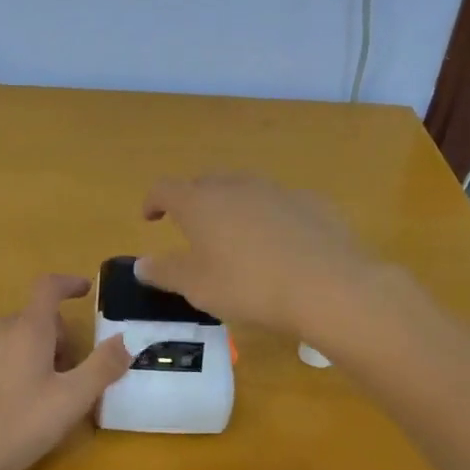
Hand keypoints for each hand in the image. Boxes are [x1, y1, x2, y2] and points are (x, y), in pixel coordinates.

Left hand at [0, 274, 131, 469]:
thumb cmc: (15, 427)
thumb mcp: (70, 402)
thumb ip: (101, 368)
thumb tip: (125, 340)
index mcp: (27, 329)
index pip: (49, 288)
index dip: (68, 284)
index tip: (83, 290)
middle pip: (30, 320)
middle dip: (51, 339)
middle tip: (62, 377)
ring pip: (3, 336)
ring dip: (21, 352)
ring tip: (26, 394)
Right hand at [135, 174, 381, 338]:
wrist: (327, 286)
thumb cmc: (249, 286)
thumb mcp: (197, 287)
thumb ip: (165, 272)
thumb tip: (141, 264)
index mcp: (200, 203)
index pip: (165, 189)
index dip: (153, 201)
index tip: (150, 218)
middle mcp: (236, 186)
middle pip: (205, 182)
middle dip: (193, 200)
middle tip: (192, 227)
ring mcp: (277, 190)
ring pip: (244, 189)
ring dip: (232, 206)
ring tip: (235, 235)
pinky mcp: (311, 203)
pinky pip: (279, 204)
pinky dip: (269, 217)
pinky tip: (279, 245)